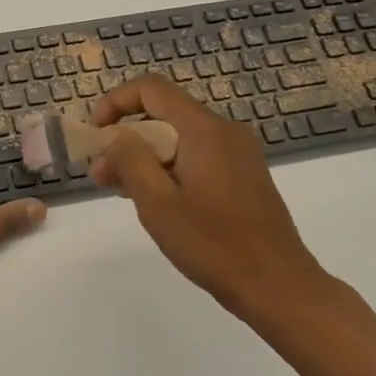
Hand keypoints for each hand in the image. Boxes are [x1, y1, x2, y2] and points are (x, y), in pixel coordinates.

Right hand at [89, 76, 328, 319]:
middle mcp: (224, 131)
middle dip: (126, 138)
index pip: (151, 89)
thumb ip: (130, 160)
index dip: (116, 102)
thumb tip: (115, 135)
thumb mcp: (158, 203)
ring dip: (145, 156)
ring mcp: (238, 153)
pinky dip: (169, 167)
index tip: (96, 134)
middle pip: (164, 114)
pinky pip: (196, 155)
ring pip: (179, 137)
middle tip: (101, 174)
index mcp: (204, 129)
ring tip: (120, 190)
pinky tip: (155, 199)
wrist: (279, 287)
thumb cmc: (213, 244)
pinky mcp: (244, 174)